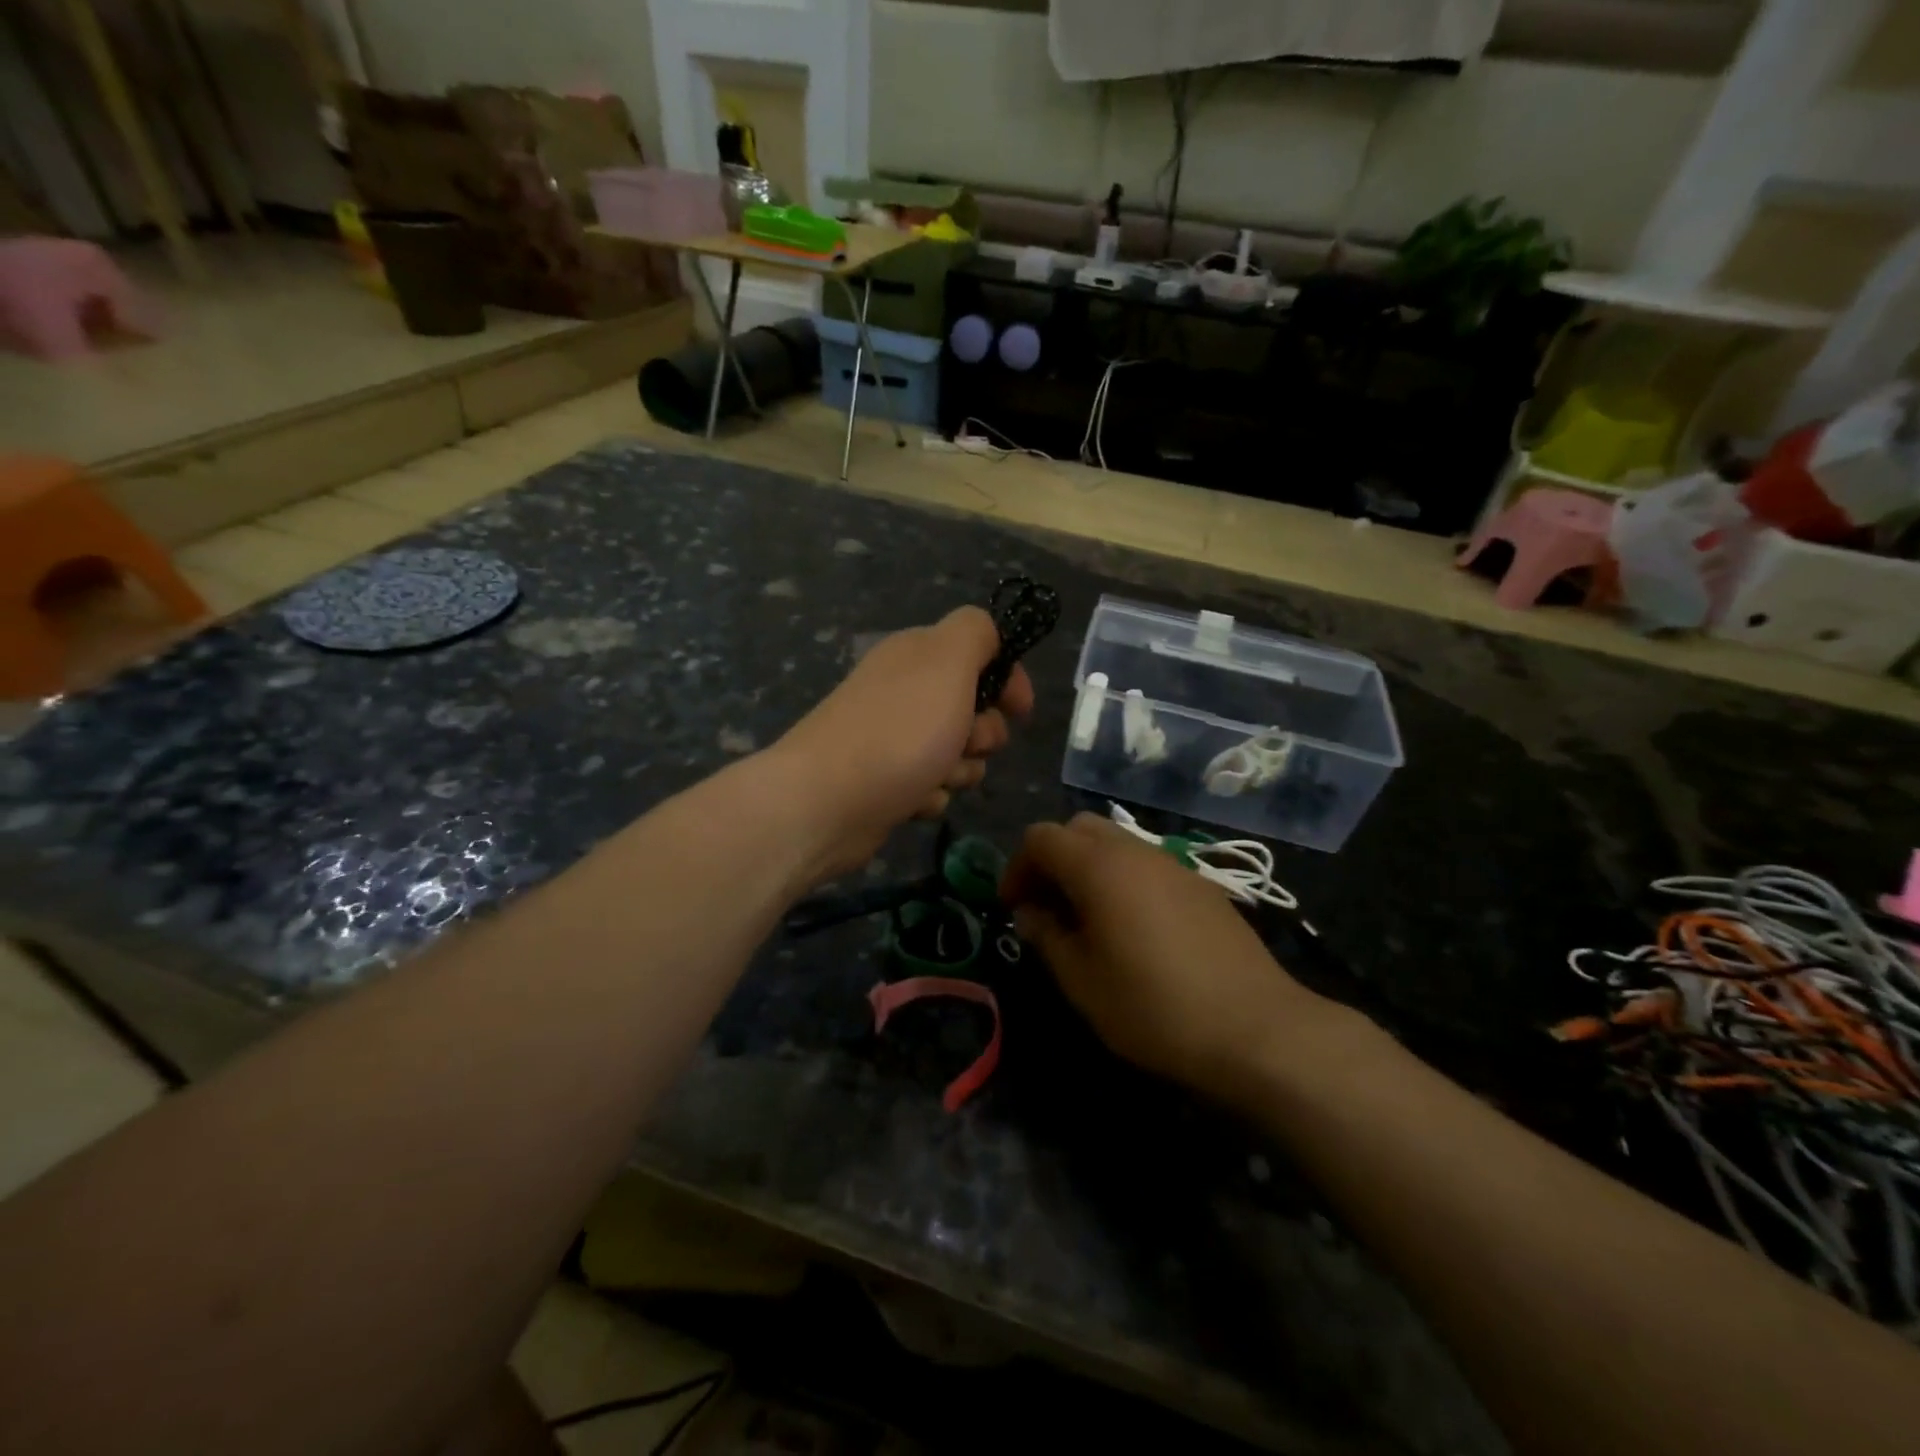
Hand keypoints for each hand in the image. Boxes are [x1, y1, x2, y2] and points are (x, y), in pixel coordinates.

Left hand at [771, 607, 1033, 883]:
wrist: (825, 802)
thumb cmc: (899, 730)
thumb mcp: (948, 661)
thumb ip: (976, 632)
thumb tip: (991, 640)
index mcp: (917, 655)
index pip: (980, 652)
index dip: (1007, 680)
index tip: (1019, 711)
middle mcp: (902, 691)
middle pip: (972, 708)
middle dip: (982, 734)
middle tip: (965, 744)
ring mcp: (890, 738)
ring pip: (956, 754)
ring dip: (959, 771)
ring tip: (936, 779)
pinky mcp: (883, 782)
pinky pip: (930, 787)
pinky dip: (930, 796)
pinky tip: (913, 801)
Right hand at [1001, 813, 1333, 1105]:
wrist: (1255, 1028)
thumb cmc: (1153, 1006)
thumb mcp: (1082, 980)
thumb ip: (1047, 935)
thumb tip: (1030, 911)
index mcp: (1098, 866)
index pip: (1041, 838)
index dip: (1017, 867)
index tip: (1014, 907)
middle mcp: (1135, 851)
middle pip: (1078, 828)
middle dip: (1052, 858)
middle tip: (1046, 905)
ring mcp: (1173, 865)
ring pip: (1115, 843)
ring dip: (1088, 866)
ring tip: (1085, 918)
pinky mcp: (1200, 885)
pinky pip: (1146, 864)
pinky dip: (1122, 878)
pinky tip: (1131, 927)